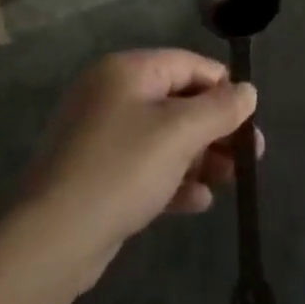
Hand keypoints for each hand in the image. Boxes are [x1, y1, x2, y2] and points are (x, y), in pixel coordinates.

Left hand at [22, 50, 258, 286]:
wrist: (52, 238)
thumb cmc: (122, 169)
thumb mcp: (179, 133)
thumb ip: (219, 109)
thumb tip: (248, 91)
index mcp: (126, 71)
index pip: (188, 64)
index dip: (223, 87)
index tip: (251, 118)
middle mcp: (112, 95)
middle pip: (177, 101)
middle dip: (216, 128)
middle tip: (251, 156)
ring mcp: (101, 136)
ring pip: (164, 137)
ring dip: (200, 156)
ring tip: (231, 181)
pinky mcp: (97, 175)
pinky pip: (145, 167)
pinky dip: (173, 179)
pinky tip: (199, 201)